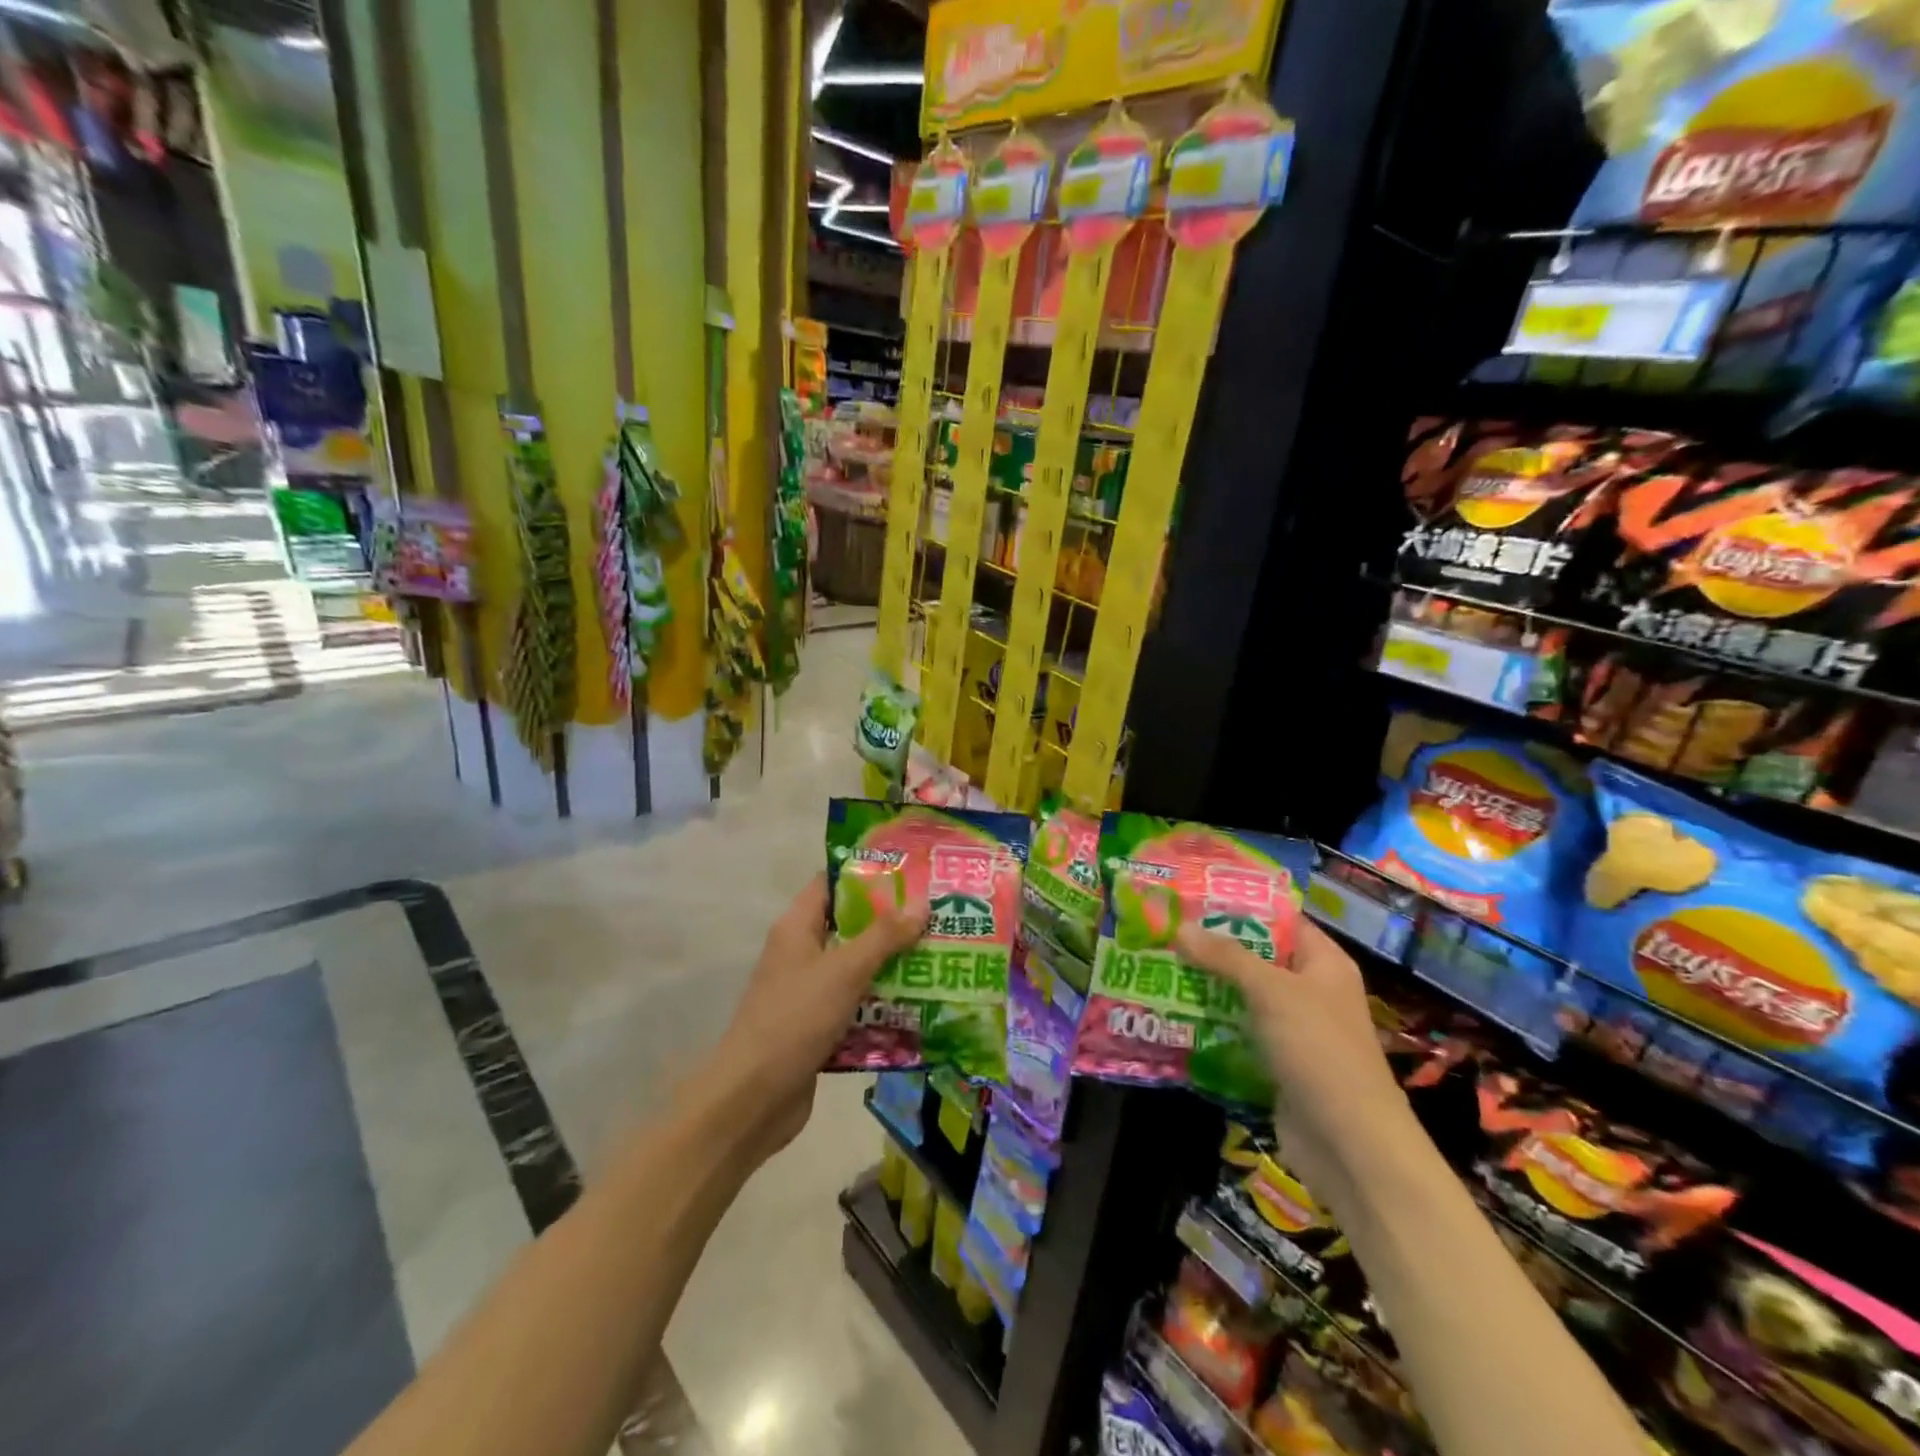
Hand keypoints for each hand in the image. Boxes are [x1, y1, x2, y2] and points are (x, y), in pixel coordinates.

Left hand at [708, 874, 926, 1158]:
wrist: (753, 1100)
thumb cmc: (795, 1020)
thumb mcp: (843, 971)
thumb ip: (884, 936)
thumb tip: (922, 902)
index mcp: (797, 928)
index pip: (832, 884)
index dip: (868, 875)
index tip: (912, 874)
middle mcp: (802, 954)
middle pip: (851, 926)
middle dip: (892, 923)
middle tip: (938, 916)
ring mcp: (810, 992)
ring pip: (858, 968)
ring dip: (893, 966)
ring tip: (941, 957)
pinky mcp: (819, 1027)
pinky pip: (857, 1005)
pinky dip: (883, 1005)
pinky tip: (921, 1006)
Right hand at [1174, 916, 1410, 1197]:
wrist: (1349, 1145)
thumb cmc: (1318, 1050)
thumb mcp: (1271, 992)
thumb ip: (1226, 957)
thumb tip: (1181, 927)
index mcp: (1324, 963)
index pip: (1281, 920)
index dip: (1241, 906)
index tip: (1194, 896)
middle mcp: (1311, 990)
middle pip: (1257, 957)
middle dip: (1213, 946)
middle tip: (1166, 930)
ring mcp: (1295, 1029)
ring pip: (1244, 996)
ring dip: (1207, 985)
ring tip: (1159, 965)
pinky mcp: (1277, 1062)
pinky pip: (1239, 1031)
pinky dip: (1212, 1023)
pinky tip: (1173, 1012)